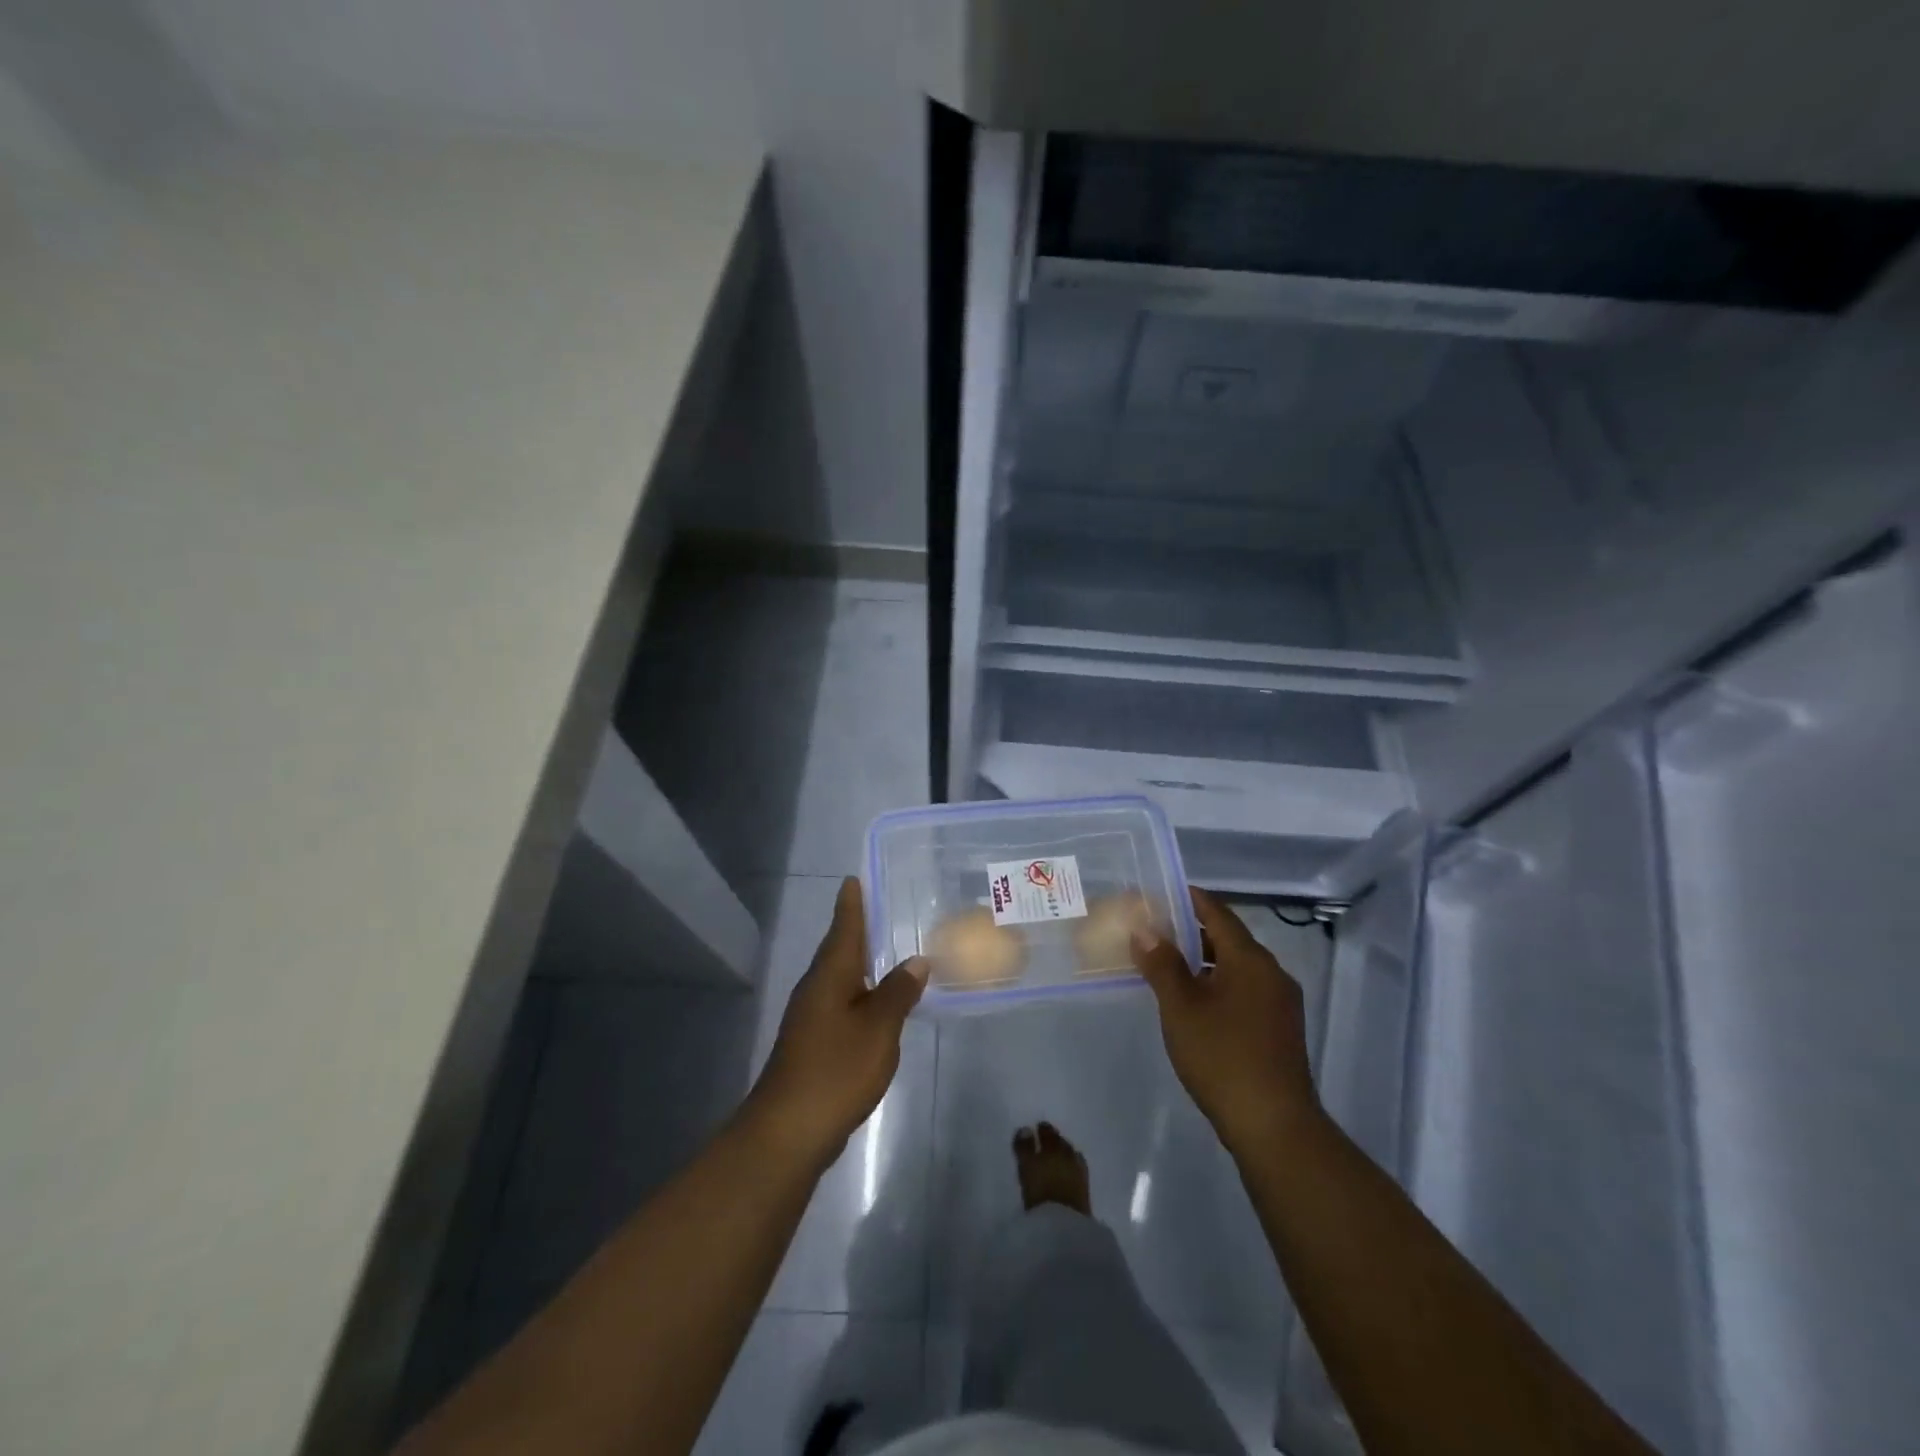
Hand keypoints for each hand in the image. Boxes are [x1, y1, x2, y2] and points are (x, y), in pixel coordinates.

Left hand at [748, 877, 927, 1163]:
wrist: (789, 1129)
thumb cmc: (836, 1069)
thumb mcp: (879, 1028)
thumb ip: (898, 992)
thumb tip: (915, 960)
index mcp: (830, 975)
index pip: (843, 927)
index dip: (852, 904)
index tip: (855, 879)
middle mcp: (816, 988)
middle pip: (839, 949)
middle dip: (857, 929)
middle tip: (882, 908)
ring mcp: (811, 1017)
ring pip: (839, 977)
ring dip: (860, 962)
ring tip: (887, 950)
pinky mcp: (813, 1042)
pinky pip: (841, 1002)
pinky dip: (860, 992)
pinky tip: (876, 1003)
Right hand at [1130, 887, 1318, 1151]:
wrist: (1273, 1126)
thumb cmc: (1222, 1056)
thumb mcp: (1181, 1007)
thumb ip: (1162, 964)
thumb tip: (1144, 929)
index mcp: (1250, 960)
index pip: (1217, 913)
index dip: (1189, 899)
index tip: (1160, 892)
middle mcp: (1272, 973)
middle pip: (1228, 938)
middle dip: (1191, 930)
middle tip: (1154, 929)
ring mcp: (1280, 1003)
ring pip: (1237, 967)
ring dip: (1204, 960)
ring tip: (1166, 963)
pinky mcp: (1280, 1029)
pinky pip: (1245, 990)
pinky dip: (1218, 983)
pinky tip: (1194, 1000)